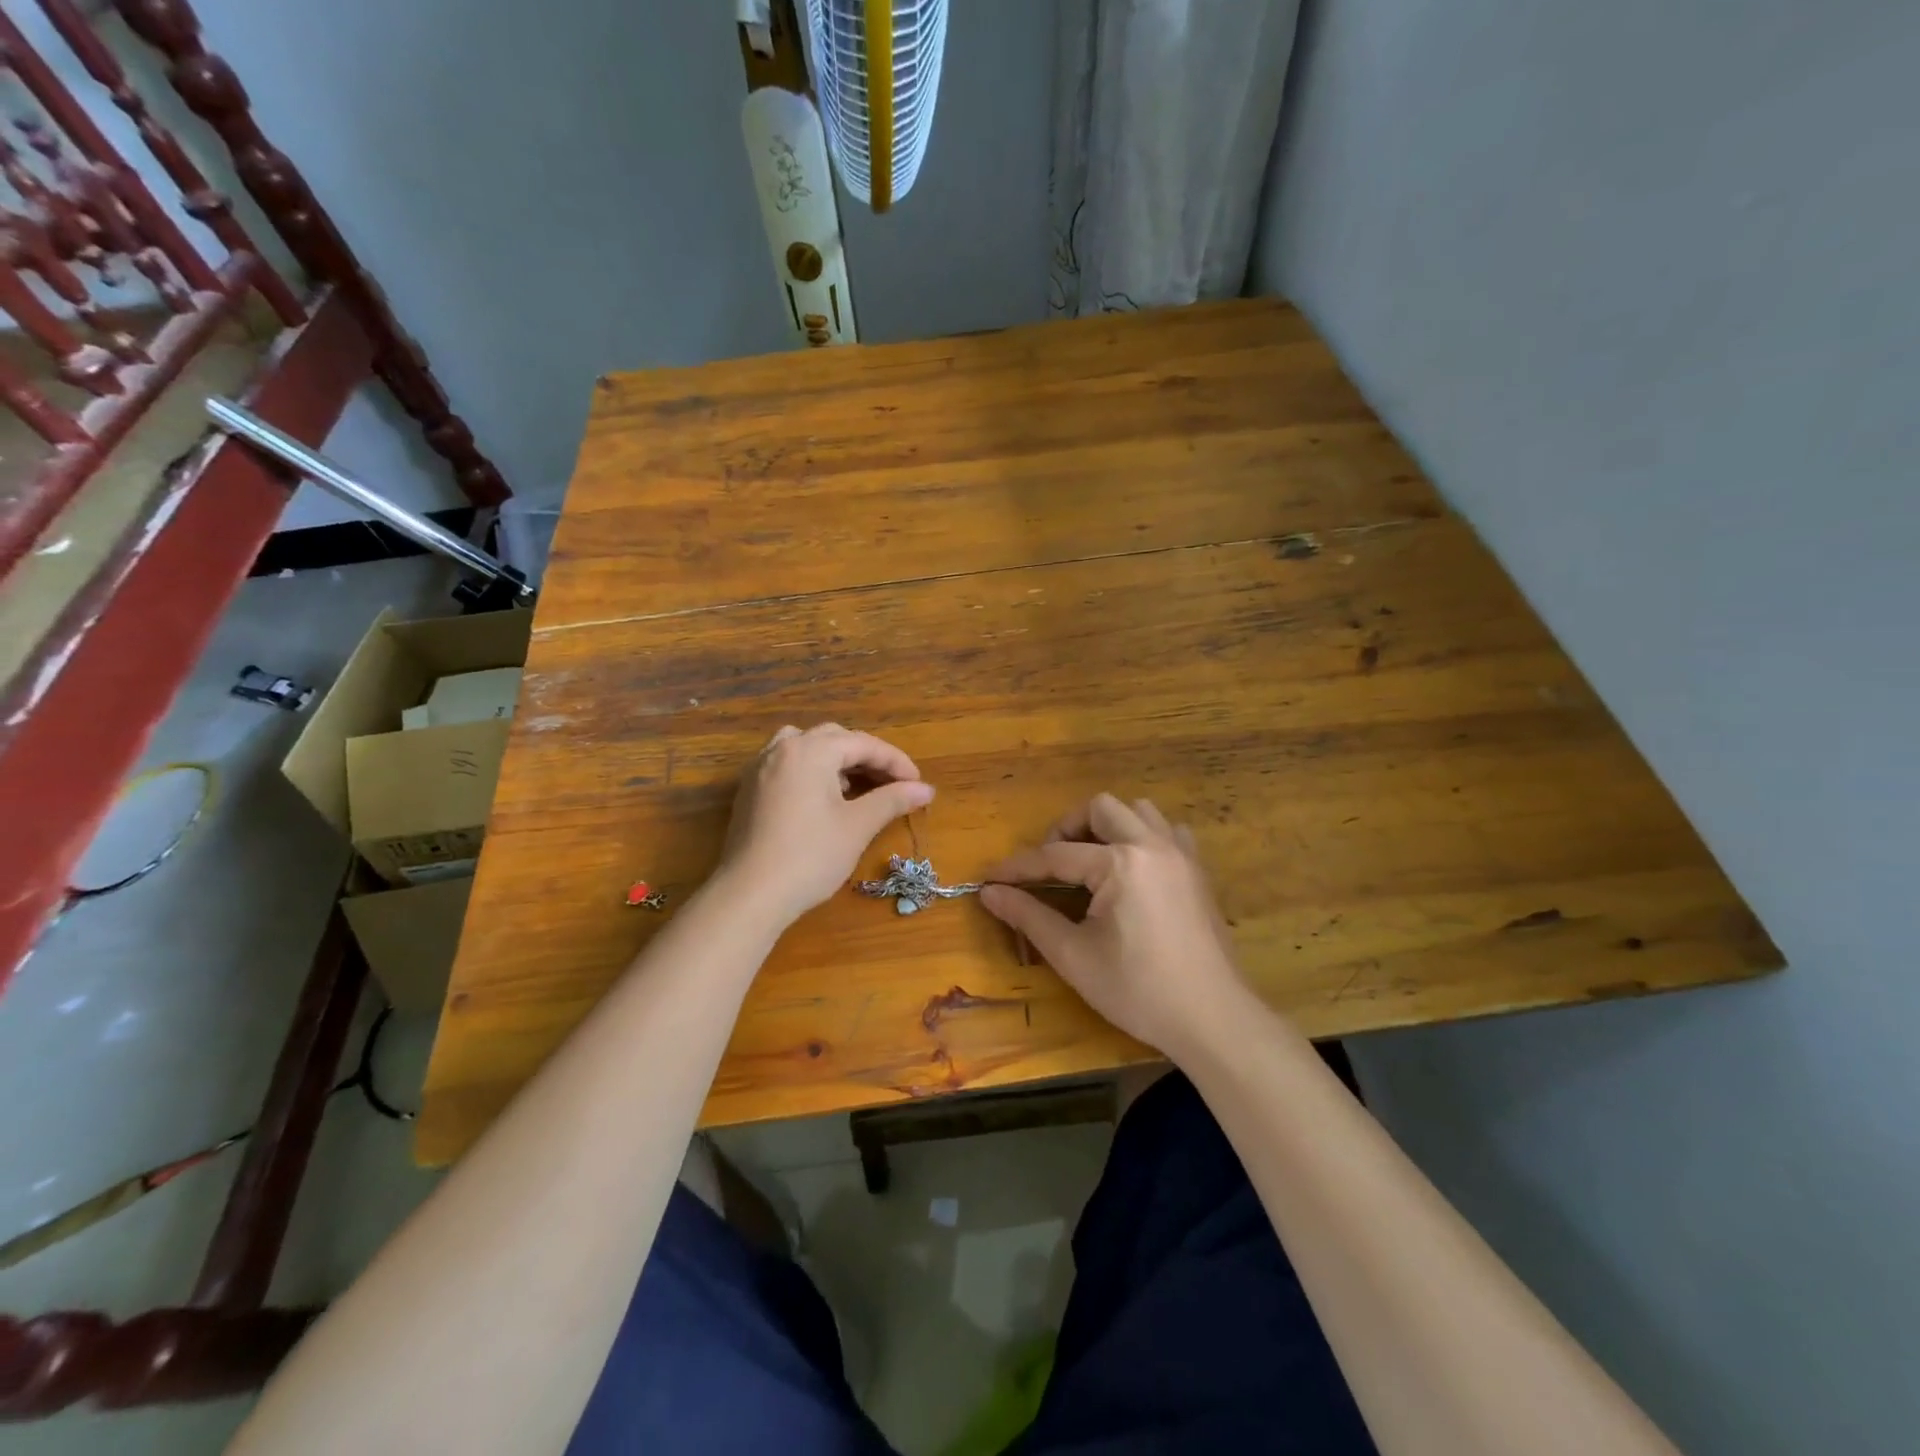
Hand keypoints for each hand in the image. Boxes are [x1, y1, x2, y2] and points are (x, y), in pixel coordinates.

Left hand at [717, 724, 934, 926]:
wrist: (750, 895)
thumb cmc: (810, 857)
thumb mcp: (857, 826)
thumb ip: (892, 800)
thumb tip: (926, 789)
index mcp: (810, 750)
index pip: (863, 744)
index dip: (895, 762)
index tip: (918, 785)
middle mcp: (783, 749)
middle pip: (834, 739)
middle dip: (867, 757)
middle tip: (892, 784)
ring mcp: (760, 768)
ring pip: (807, 747)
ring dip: (836, 760)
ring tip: (855, 787)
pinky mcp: (750, 790)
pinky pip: (787, 764)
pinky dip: (812, 771)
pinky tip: (823, 799)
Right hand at [980, 794, 1250, 1060]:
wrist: (1213, 1018)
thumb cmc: (1138, 991)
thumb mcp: (1074, 956)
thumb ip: (1029, 917)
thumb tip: (990, 892)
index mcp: (1121, 863)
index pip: (1056, 855)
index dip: (1019, 868)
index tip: (992, 878)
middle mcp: (1152, 845)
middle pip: (1100, 808)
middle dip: (1067, 829)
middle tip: (1051, 866)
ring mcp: (1181, 854)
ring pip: (1138, 811)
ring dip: (1108, 827)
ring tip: (1090, 862)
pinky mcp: (1198, 871)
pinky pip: (1167, 831)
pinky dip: (1143, 838)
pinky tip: (1132, 871)